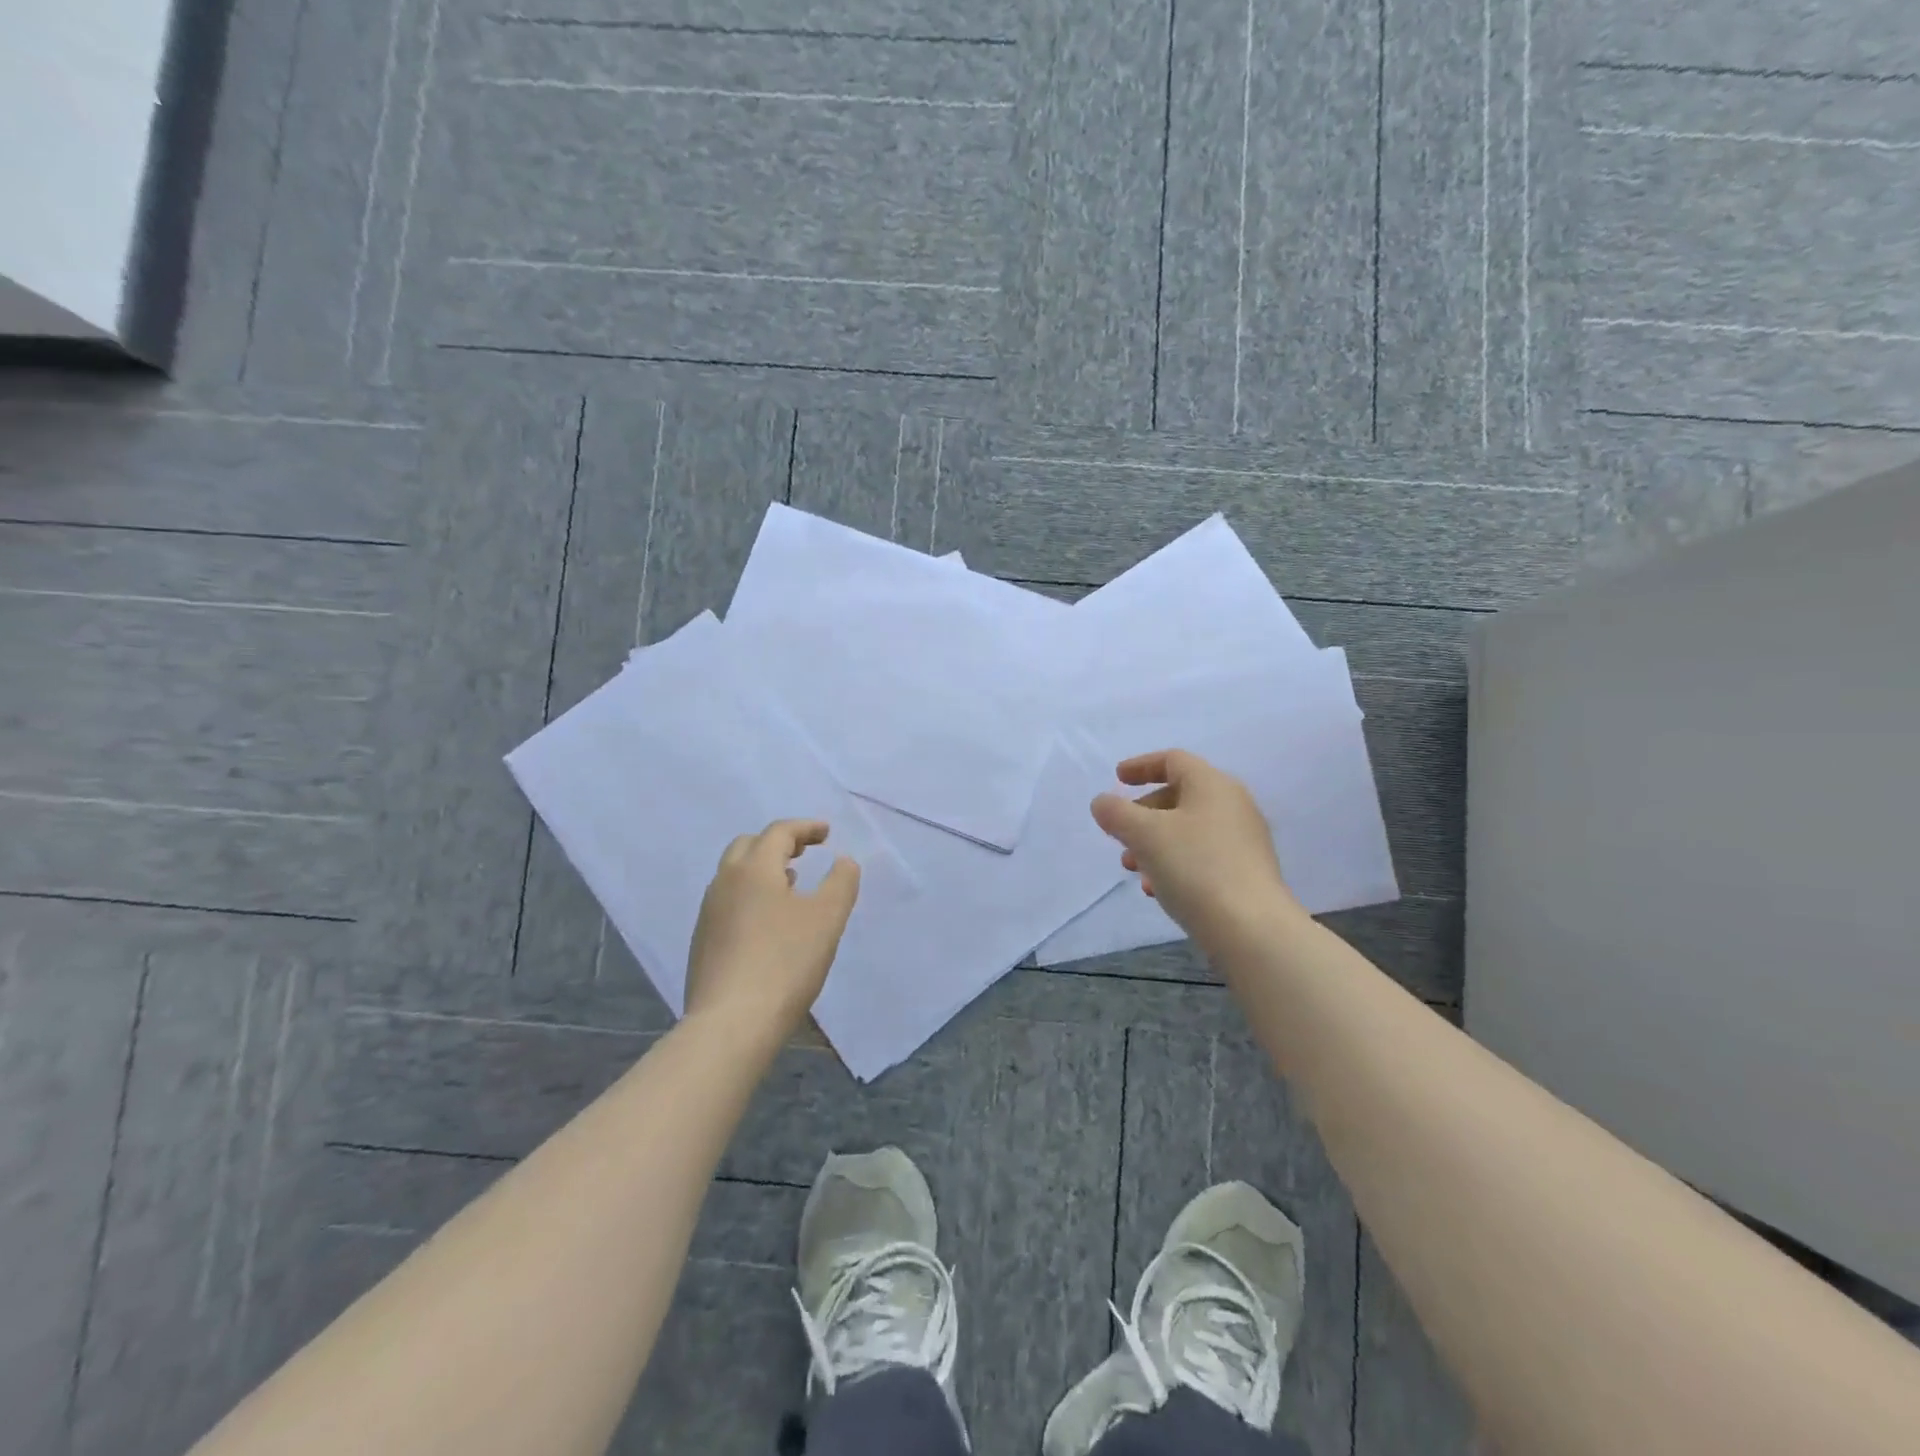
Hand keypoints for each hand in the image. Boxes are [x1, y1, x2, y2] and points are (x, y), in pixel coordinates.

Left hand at [684, 820, 860, 1042]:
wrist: (731, 1023)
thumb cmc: (785, 962)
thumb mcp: (827, 919)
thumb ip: (841, 882)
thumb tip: (843, 860)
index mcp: (753, 868)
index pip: (779, 832)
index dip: (805, 828)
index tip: (827, 833)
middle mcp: (724, 882)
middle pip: (748, 845)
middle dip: (779, 842)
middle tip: (805, 852)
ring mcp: (708, 913)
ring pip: (734, 874)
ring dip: (763, 869)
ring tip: (791, 883)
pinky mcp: (703, 942)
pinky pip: (729, 901)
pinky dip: (751, 895)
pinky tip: (768, 921)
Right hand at [1090, 750, 1301, 945]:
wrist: (1252, 929)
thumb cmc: (1195, 867)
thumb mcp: (1144, 834)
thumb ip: (1116, 812)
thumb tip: (1103, 802)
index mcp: (1212, 784)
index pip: (1173, 760)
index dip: (1141, 766)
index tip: (1117, 779)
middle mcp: (1233, 805)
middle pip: (1179, 795)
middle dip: (1142, 814)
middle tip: (1119, 834)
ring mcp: (1243, 840)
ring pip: (1188, 830)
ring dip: (1154, 843)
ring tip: (1132, 869)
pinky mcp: (1246, 872)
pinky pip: (1202, 856)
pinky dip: (1175, 863)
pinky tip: (1158, 890)